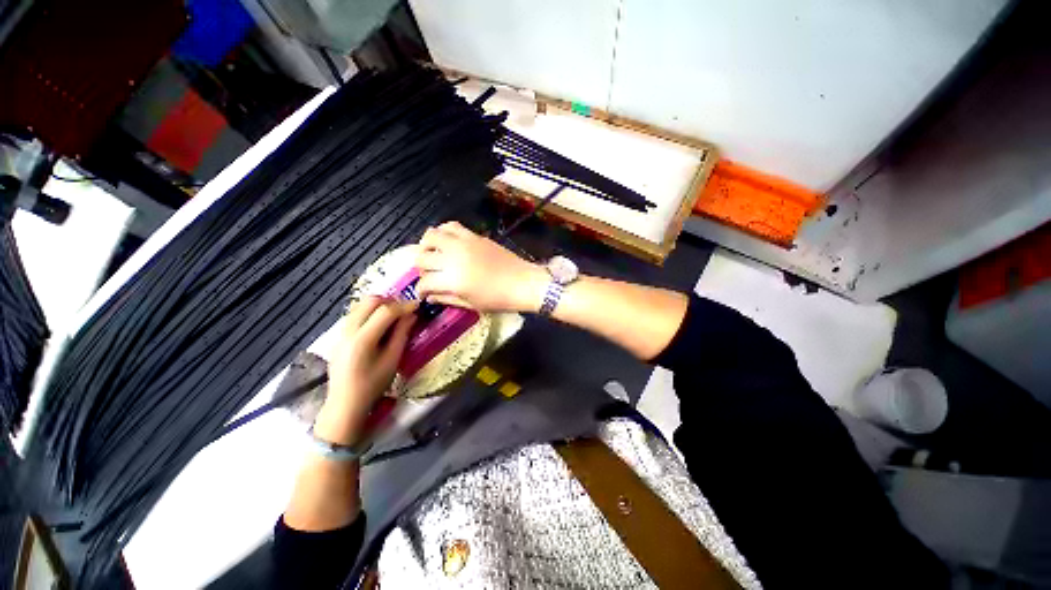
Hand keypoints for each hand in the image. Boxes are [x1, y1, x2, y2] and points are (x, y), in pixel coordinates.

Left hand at [315, 296, 416, 444]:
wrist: (345, 403)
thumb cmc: (372, 385)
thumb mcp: (392, 360)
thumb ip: (401, 334)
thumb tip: (411, 315)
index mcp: (363, 339)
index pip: (385, 311)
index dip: (404, 306)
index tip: (417, 306)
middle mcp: (348, 331)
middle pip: (370, 301)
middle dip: (391, 301)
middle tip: (405, 310)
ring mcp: (340, 332)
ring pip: (361, 305)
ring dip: (379, 305)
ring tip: (394, 315)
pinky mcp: (339, 335)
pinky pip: (355, 313)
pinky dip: (369, 312)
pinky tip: (380, 324)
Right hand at [415, 221, 547, 312]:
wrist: (523, 282)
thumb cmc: (499, 299)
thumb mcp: (471, 304)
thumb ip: (447, 299)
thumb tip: (429, 297)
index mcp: (453, 281)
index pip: (425, 282)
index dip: (421, 290)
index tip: (424, 293)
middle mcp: (453, 259)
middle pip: (422, 257)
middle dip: (421, 268)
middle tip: (429, 274)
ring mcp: (463, 244)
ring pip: (431, 235)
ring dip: (426, 245)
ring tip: (432, 253)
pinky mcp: (474, 236)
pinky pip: (451, 226)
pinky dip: (443, 232)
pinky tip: (446, 241)